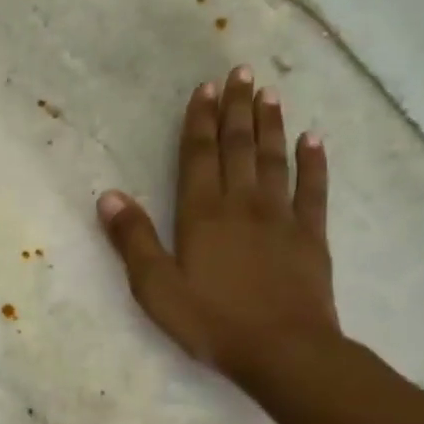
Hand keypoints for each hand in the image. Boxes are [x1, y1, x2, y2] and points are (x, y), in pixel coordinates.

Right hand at [98, 66, 339, 383]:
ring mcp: (281, 217)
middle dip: (237, 108)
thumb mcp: (156, 287)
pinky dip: (313, 162)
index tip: (205, 88)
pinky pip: (313, 190)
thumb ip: (134, 240)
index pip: (199, 156)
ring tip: (269, 93)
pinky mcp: (311, 236)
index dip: (200, 121)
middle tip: (241, 72)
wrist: (284, 351)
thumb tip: (109, 196)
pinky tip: (313, 139)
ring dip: (270, 124)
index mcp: (202, 214)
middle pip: (238, 147)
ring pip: (274, 159)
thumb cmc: (211, 321)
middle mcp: (242, 204)